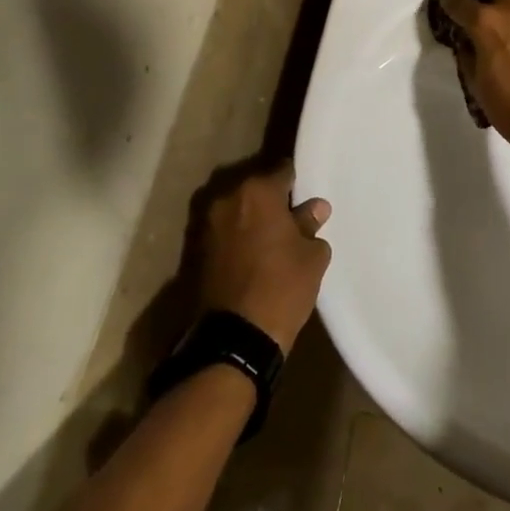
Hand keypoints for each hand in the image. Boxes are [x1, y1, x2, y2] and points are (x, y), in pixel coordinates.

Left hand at [200, 161, 331, 353]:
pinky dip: (237, 238)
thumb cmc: (282, 287)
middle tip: (292, 220)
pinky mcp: (195, 251)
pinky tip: (254, 256)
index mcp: (257, 191)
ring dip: (252, 219)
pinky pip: (225, 232)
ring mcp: (207, 225)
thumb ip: (311, 224)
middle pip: (256, 189)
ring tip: (272, 240)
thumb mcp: (311, 255)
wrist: (235, 338)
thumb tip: (314, 208)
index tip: (306, 197)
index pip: (283, 171)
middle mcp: (227, 199)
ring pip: (237, 211)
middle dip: (272, 200)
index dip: (297, 183)